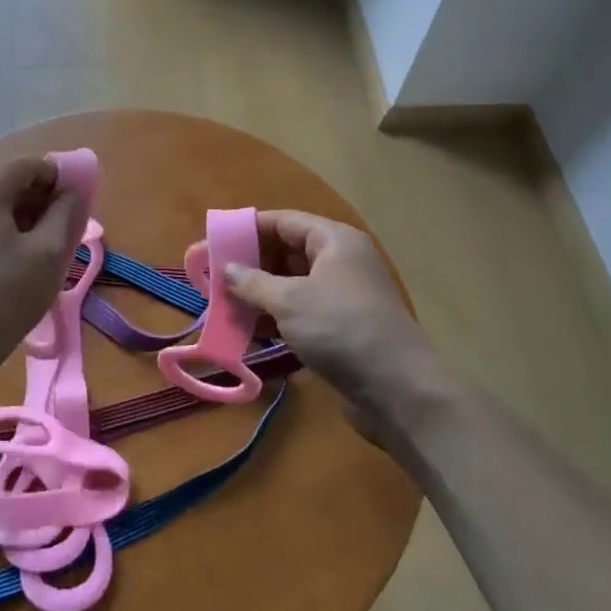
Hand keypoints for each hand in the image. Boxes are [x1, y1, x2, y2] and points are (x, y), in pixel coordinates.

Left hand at [0, 156, 88, 372]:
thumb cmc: (7, 296)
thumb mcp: (51, 252)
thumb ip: (67, 211)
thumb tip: (72, 191)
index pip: (25, 165)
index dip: (55, 177)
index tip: (73, 204)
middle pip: (3, 182)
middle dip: (34, 198)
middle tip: (58, 228)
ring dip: (13, 215)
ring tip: (33, 247)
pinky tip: (5, 258)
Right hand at [223, 211, 458, 449]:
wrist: (397, 388)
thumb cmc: (340, 328)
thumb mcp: (289, 301)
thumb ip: (253, 282)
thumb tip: (227, 268)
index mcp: (334, 240)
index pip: (284, 221)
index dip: (248, 228)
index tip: (215, 240)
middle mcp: (341, 261)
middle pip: (287, 252)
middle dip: (251, 265)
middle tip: (214, 277)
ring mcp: (343, 296)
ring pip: (293, 285)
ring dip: (260, 295)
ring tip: (223, 306)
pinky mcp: (342, 327)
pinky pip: (302, 313)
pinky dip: (276, 319)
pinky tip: (249, 333)